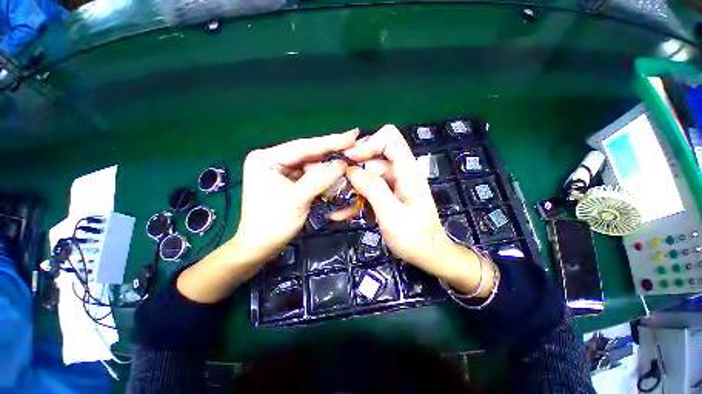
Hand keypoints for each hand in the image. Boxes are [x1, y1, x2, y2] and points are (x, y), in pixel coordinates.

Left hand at [231, 129, 358, 263]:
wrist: (260, 246)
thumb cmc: (273, 223)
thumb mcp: (297, 199)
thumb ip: (320, 179)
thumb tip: (342, 164)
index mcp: (266, 158)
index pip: (303, 146)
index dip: (330, 142)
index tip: (352, 136)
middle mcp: (273, 160)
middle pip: (308, 154)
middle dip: (331, 152)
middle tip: (354, 144)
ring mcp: (280, 170)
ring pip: (310, 164)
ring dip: (329, 164)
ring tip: (349, 157)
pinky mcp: (288, 181)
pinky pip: (309, 174)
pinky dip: (323, 175)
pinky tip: (336, 171)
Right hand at [340, 125, 487, 293]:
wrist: (428, 255)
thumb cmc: (415, 238)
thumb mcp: (393, 215)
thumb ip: (374, 190)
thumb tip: (352, 170)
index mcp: (407, 171)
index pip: (389, 138)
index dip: (367, 144)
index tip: (348, 160)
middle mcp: (399, 173)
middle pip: (372, 159)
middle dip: (353, 171)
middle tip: (334, 186)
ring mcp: (392, 186)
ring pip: (366, 177)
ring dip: (350, 189)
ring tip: (335, 203)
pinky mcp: (386, 197)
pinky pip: (368, 192)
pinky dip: (355, 201)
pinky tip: (341, 214)